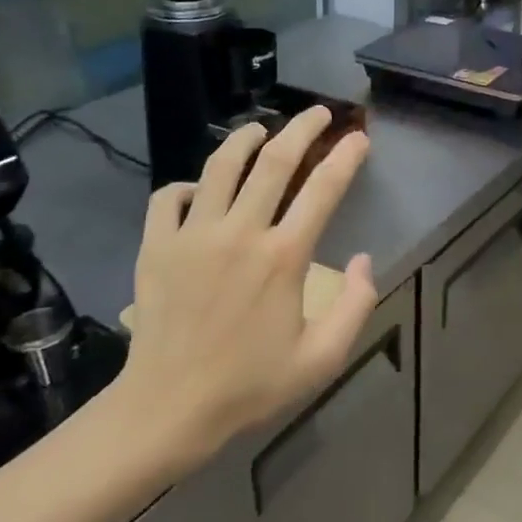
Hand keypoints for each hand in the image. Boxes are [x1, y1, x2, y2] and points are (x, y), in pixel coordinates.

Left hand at [118, 107, 377, 472]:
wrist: (167, 408)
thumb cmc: (250, 385)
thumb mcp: (322, 358)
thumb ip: (357, 306)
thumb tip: (365, 261)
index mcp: (284, 257)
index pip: (324, 189)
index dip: (346, 157)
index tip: (359, 138)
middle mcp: (240, 233)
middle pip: (275, 161)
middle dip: (302, 129)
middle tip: (318, 113)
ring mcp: (193, 235)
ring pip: (220, 166)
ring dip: (245, 139)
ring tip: (260, 128)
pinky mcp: (156, 247)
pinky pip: (169, 198)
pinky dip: (188, 185)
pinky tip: (200, 189)